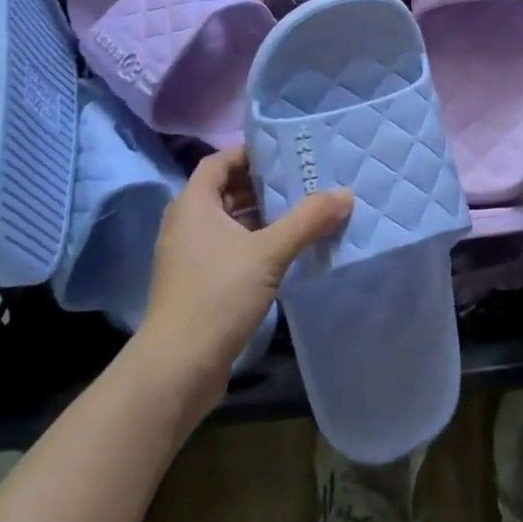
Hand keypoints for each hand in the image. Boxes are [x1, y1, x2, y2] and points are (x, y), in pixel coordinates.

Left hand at [133, 146, 351, 395]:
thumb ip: (307, 220)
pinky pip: (229, 248)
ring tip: (302, 212)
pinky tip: (286, 251)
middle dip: (262, 184)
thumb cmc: (218, 295)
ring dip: (261, 216)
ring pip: (229, 222)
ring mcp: (189, 256)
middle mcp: (186, 224)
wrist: (176, 368)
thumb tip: (345, 194)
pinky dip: (254, 242)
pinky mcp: (197, 283)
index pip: (219, 161)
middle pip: (226, 190)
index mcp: (193, 205)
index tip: (285, 153)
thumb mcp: (269, 252)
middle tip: (303, 180)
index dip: (249, 153)